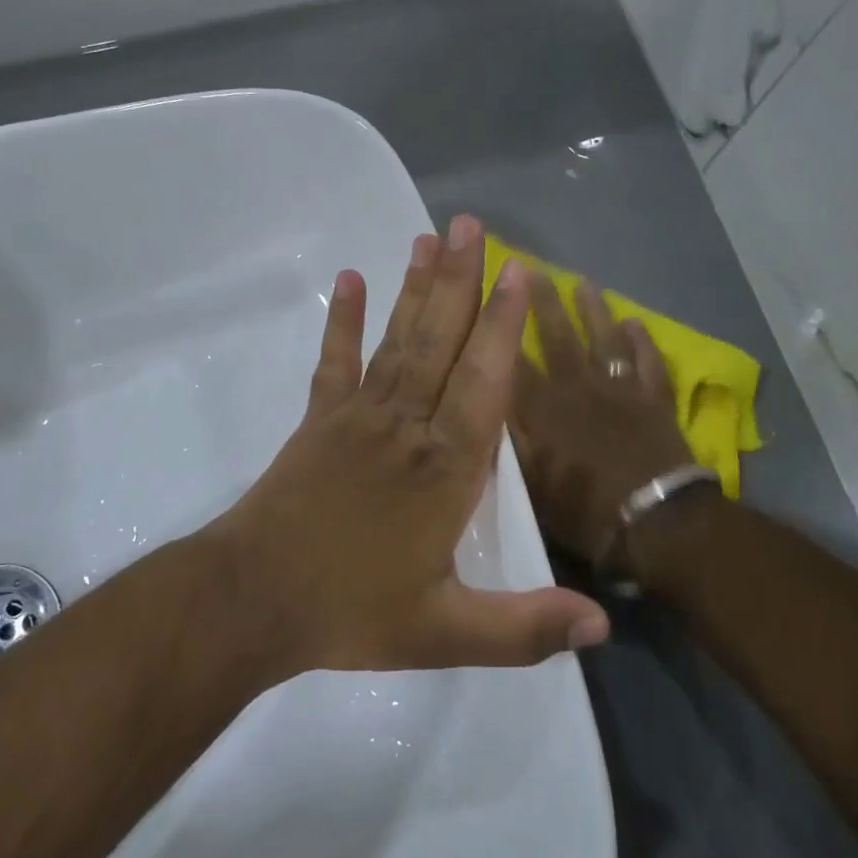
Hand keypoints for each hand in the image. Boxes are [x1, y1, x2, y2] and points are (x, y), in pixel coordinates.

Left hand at [212, 215, 610, 677]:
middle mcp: (407, 427)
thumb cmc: (351, 613)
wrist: (253, 600)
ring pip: (398, 342)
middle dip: (461, 281)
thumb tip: (604, 628)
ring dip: (415, 289)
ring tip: (429, 238)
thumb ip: (524, 628)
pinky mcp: (319, 420)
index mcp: (445, 470)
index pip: (485, 383)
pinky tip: (351, 279)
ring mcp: (358, 417)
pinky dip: (344, 321)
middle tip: (471, 224)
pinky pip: (335, 362)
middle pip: (441, 343)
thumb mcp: (445, 633)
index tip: (518, 271)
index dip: (503, 326)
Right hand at [509, 275, 701, 574]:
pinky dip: (642, 341)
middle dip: (543, 302)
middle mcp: (578, 387)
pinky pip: (648, 362)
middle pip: (558, 336)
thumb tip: (484, 407)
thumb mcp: (528, 485)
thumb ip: (506, 442)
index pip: (511, 359)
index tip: (484, 296)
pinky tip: (635, 322)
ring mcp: (620, 389)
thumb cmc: (583, 509)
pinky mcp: (654, 399)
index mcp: (543, 409)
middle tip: (533, 268)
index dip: (496, 327)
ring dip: (595, 310)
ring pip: (604, 339)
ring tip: (586, 283)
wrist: (654, 520)